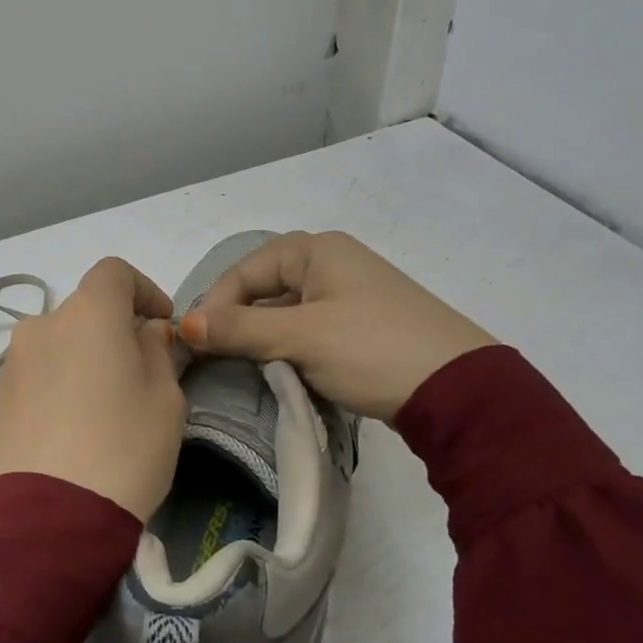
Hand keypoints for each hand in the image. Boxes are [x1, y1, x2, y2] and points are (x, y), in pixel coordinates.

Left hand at [0, 257, 186, 521]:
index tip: (161, 323)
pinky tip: (75, 425)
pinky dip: (60, 382)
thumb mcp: (164, 399)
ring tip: (105, 405)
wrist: (49, 514)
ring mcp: (14, 362)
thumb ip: (157, 352)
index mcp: (88, 313)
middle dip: (115, 330)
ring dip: (84, 357)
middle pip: (85, 311)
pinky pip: (39, 374)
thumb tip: (145, 333)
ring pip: (59, 343)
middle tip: (139, 372)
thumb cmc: (124, 447)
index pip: (114, 273)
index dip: (143, 289)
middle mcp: (43, 325)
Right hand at [178, 231, 495, 419]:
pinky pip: (310, 330)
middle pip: (265, 288)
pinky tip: (284, 373)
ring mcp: (351, 295)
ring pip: (287, 312)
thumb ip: (239, 329)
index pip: (245, 271)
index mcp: (317, 250)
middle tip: (216, 357)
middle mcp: (333, 263)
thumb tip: (182, 325)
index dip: (215, 305)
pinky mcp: (363, 327)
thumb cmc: (371, 349)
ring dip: (263, 339)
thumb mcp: (300, 337)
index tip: (196, 343)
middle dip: (238, 322)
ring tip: (246, 369)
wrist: (459, 391)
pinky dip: (291, 349)